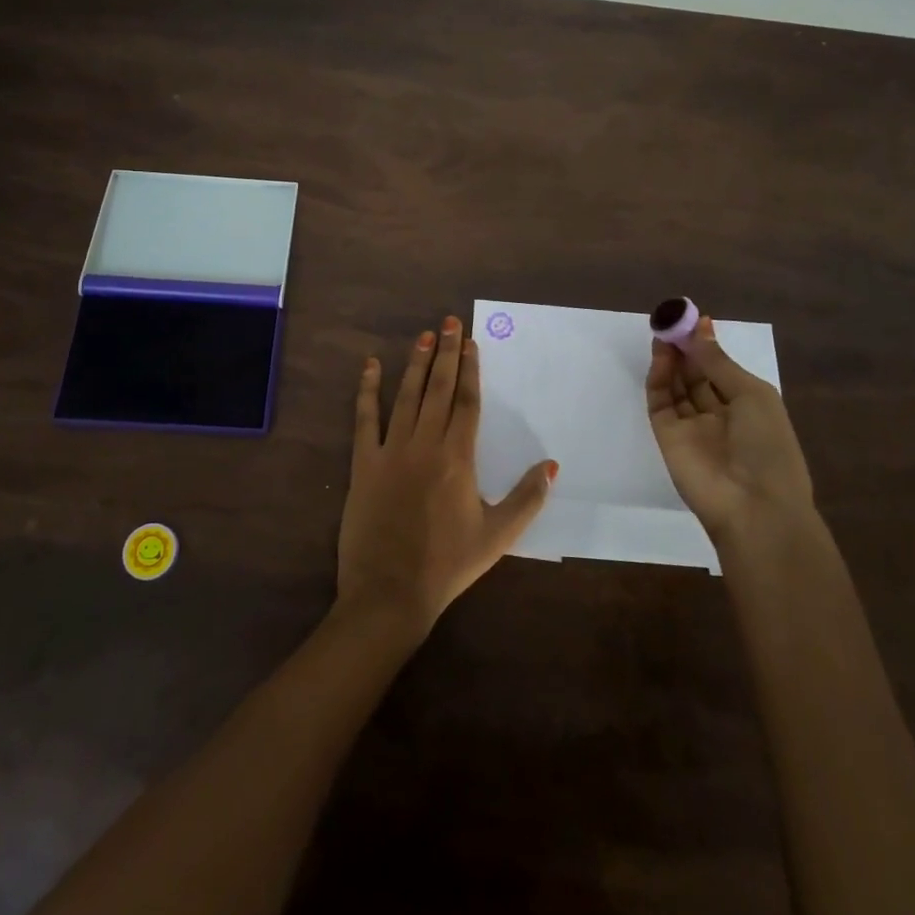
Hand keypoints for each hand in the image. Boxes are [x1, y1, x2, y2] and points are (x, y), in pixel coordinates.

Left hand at [336, 318, 556, 640]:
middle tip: (450, 322)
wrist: (390, 592)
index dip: (470, 370)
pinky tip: (370, 366)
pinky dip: (367, 390)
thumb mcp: (498, 536)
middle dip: (446, 353)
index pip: (466, 402)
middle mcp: (425, 444)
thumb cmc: (448, 564)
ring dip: (416, 364)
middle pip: (438, 389)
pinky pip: (365, 419)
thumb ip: (527, 498)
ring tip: (424, 335)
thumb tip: (551, 465)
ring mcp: (391, 450)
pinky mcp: (363, 463)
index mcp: (458, 458)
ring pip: (406, 396)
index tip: (471, 343)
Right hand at [646, 313, 813, 545]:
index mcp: (748, 408)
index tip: (695, 319)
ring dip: (671, 359)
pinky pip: (660, 401)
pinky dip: (659, 377)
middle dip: (686, 348)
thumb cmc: (768, 446)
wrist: (753, 506)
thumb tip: (700, 329)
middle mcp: (718, 415)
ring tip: (664, 331)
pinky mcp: (667, 436)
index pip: (722, 371)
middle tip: (673, 320)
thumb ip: (718, 362)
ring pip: (676, 386)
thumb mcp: (752, 395)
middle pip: (696, 376)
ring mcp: (691, 426)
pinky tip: (662, 355)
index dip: (708, 346)